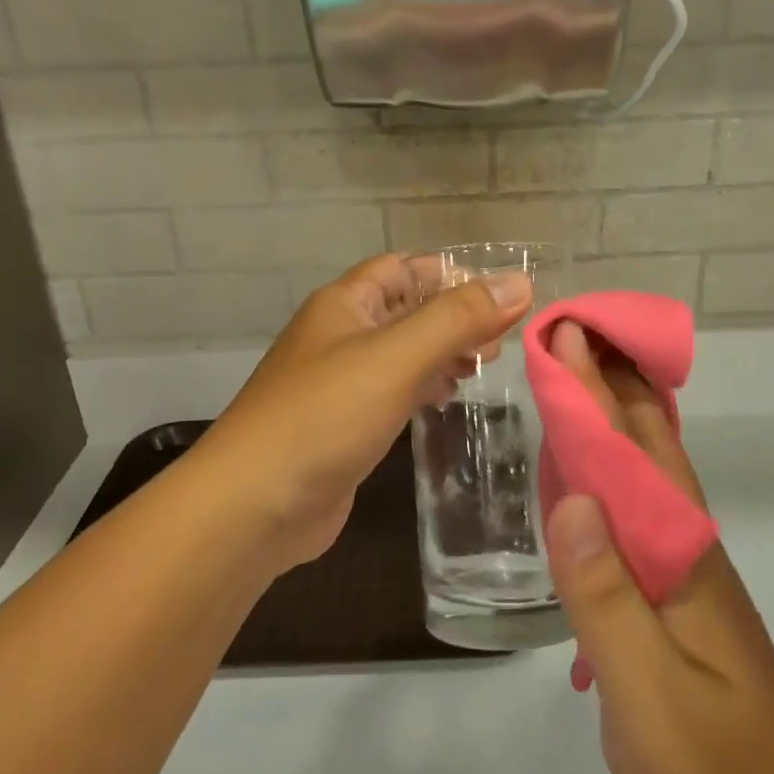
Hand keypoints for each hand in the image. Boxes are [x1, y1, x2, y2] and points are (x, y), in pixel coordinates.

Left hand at [200, 255, 531, 570]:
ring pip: (403, 351)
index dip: (452, 274)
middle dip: (455, 316)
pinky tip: (447, 397)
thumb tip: (520, 281)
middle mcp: (342, 334)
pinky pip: (394, 390)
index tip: (503, 294)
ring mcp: (342, 381)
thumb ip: (458, 318)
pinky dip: (425, 386)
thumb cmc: (324, 416)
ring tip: (485, 364)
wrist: (253, 506)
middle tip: (501, 338)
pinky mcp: (346, 424)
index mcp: (346, 304)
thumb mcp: (396, 357)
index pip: (405, 267)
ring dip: (443, 351)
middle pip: (408, 308)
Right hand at [544, 323, 773, 773]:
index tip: (566, 331)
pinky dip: (610, 479)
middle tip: (571, 333)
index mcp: (681, 556)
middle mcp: (687, 550)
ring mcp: (686, 579)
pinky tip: (590, 487)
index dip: (596, 388)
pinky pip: (635, 518)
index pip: (633, 450)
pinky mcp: (677, 608)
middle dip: (610, 384)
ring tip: (576, 385)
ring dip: (612, 424)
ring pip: (643, 479)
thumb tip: (572, 497)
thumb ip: (605, 595)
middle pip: (647, 447)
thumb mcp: (650, 694)